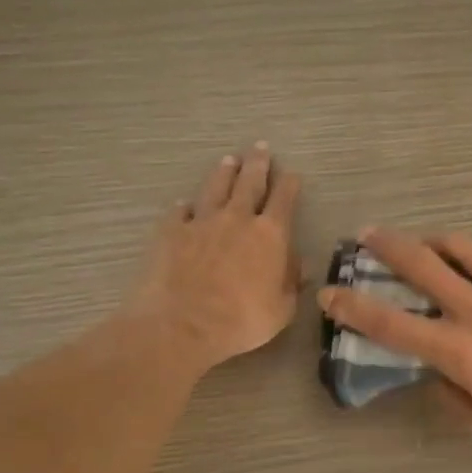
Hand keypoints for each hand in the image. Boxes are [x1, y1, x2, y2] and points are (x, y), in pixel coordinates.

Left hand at [128, 143, 302, 374]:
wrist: (183, 324)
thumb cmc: (241, 321)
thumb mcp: (281, 309)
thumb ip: (291, 282)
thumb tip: (300, 265)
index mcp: (270, 235)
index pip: (283, 200)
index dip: (289, 184)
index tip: (291, 174)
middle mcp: (237, 218)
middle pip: (249, 183)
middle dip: (257, 164)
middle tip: (259, 148)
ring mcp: (201, 222)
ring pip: (215, 188)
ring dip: (224, 173)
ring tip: (228, 160)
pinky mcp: (171, 231)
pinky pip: (180, 211)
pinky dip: (185, 206)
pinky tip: (184, 203)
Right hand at [317, 228, 471, 450]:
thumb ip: (450, 396)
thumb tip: (438, 373)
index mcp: (457, 350)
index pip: (389, 324)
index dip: (352, 307)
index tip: (329, 293)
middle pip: (420, 263)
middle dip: (386, 245)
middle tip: (367, 235)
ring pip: (460, 245)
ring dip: (434, 241)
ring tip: (426, 244)